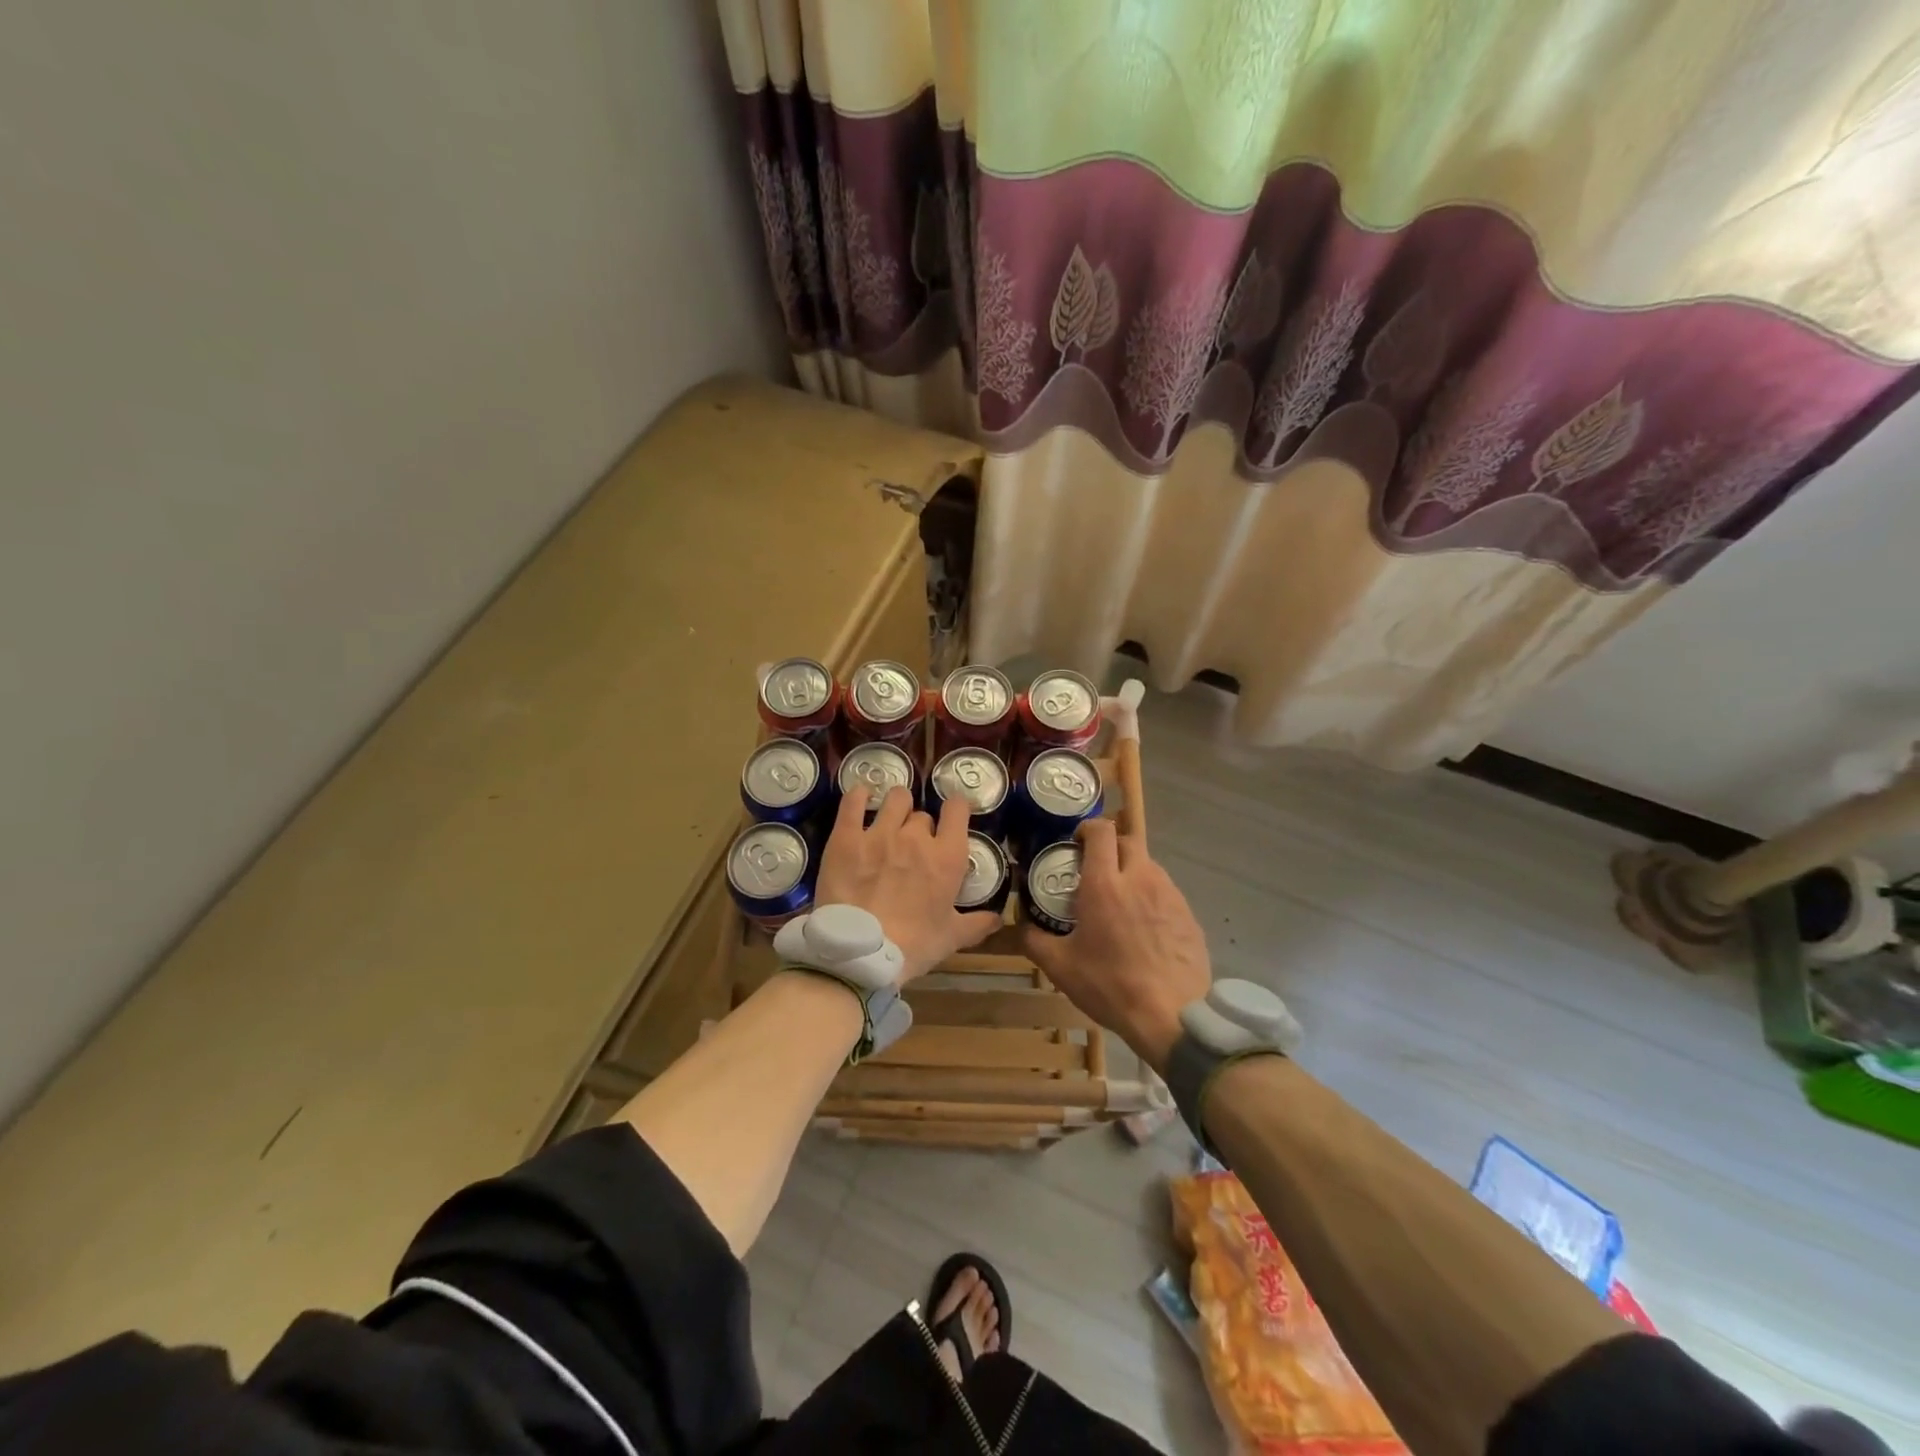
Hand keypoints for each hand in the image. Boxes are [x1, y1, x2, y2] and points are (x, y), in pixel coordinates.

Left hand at [814, 785, 1001, 982]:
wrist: (860, 954)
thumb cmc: (912, 946)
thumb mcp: (950, 938)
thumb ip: (977, 924)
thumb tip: (998, 919)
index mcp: (946, 857)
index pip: (958, 809)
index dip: (955, 810)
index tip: (951, 818)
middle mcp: (916, 837)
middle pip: (922, 815)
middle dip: (919, 827)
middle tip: (911, 847)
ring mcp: (879, 833)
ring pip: (895, 799)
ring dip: (895, 806)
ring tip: (889, 820)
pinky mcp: (846, 837)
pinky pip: (853, 801)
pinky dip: (858, 795)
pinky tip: (861, 797)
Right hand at [1020, 819, 1209, 1074]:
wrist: (1172, 1016)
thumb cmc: (1110, 986)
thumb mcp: (1060, 967)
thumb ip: (1034, 939)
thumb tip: (1021, 924)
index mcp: (1105, 884)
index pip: (1101, 831)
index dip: (1088, 828)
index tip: (1076, 842)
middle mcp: (1140, 878)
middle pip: (1128, 840)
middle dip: (1110, 846)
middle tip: (1095, 869)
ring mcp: (1170, 895)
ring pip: (1149, 866)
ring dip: (1132, 871)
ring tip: (1120, 899)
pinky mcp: (1189, 914)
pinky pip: (1166, 892)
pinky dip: (1151, 897)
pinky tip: (1144, 926)